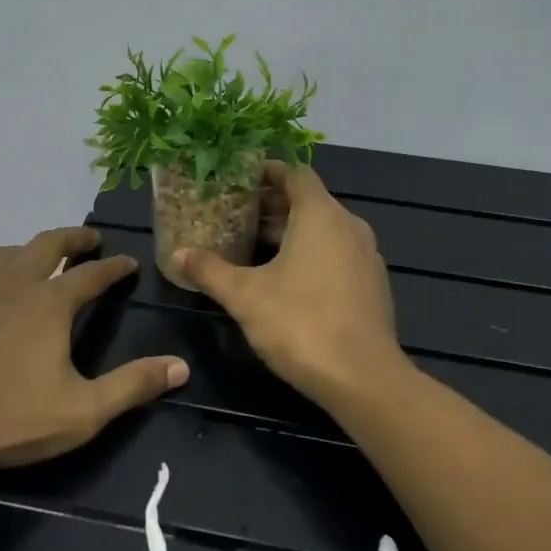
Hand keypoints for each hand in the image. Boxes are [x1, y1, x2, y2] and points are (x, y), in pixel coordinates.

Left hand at [0, 227, 188, 470]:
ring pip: (8, 251)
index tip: (128, 263)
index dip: (114, 267)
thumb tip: (181, 367)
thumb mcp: (83, 411)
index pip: (93, 274)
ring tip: (40, 257)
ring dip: (31, 249)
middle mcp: (15, 282)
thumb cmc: (10, 418)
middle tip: (89, 239)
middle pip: (49, 244)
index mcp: (51, 303)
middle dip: (74, 238)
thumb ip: (133, 385)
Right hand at [176, 162, 404, 403]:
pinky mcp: (373, 285)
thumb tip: (177, 255)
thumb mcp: (244, 295)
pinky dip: (313, 253)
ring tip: (254, 246)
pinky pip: (338, 254)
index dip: (268, 172)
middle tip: (236, 214)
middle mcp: (349, 226)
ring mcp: (366, 256)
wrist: (363, 378)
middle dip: (273, 205)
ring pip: (325, 230)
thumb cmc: (300, 323)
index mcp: (321, 215)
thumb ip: (210, 271)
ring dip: (292, 231)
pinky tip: (287, 279)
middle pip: (309, 202)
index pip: (296, 174)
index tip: (240, 179)